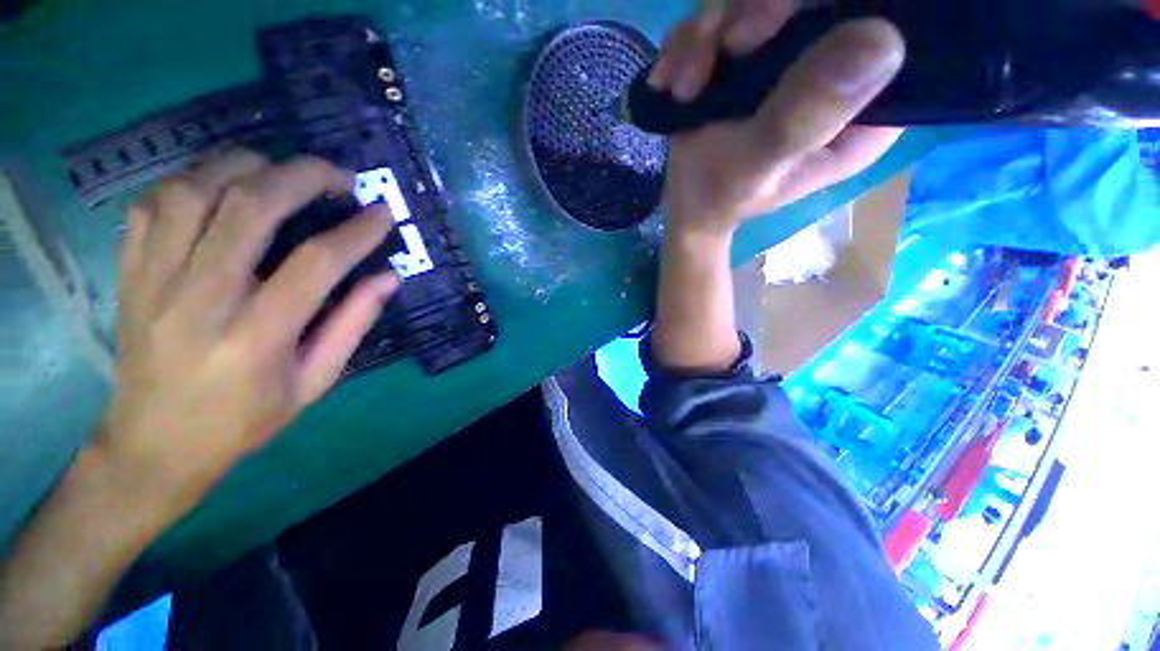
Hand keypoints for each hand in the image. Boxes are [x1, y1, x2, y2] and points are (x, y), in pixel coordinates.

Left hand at [101, 150, 397, 516]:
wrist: (153, 443)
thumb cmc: (244, 419)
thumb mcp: (315, 382)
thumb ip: (352, 324)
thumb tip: (387, 277)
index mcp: (257, 336)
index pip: (317, 262)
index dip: (357, 231)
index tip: (382, 213)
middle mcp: (201, 298)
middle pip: (251, 206)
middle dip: (305, 177)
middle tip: (340, 176)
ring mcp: (154, 278)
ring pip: (196, 188)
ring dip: (247, 166)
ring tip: (282, 171)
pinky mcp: (129, 270)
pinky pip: (155, 202)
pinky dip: (194, 178)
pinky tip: (222, 185)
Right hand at [651, 2, 905, 235]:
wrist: (686, 202)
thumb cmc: (722, 195)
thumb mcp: (760, 164)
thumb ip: (807, 114)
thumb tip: (882, 38)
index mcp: (864, 110)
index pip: (890, 27)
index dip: (843, 8)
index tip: (773, 34)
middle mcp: (837, 71)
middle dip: (756, 11)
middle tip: (723, 48)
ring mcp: (793, 56)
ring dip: (709, 33)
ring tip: (684, 86)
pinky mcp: (755, 52)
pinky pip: (724, 14)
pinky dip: (689, 43)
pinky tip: (672, 81)